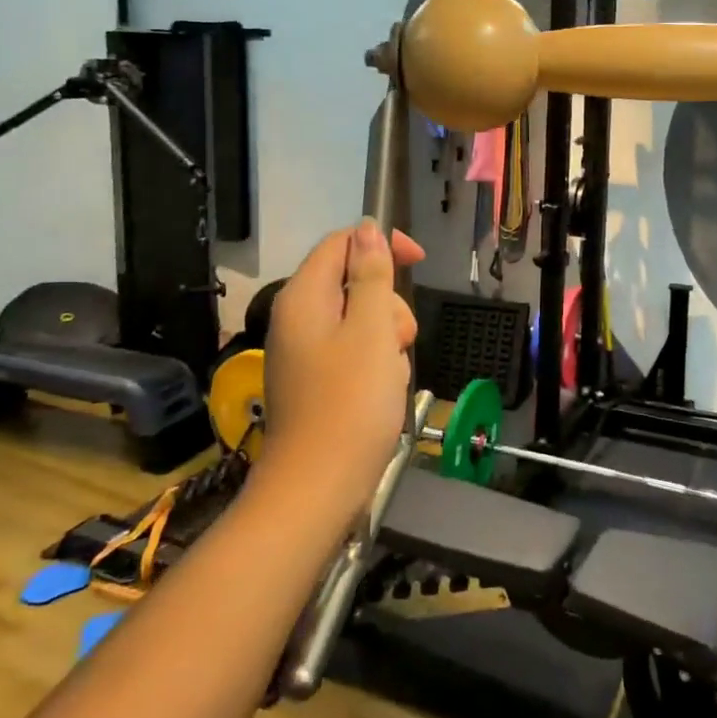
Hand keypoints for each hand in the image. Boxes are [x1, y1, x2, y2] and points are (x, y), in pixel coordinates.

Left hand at [259, 221, 424, 515]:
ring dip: (386, 338)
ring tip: (390, 373)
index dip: (381, 244)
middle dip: (387, 304)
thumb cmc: (350, 403)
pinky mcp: (316, 381)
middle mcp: (298, 318)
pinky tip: (382, 391)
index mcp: (304, 297)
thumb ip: (371, 275)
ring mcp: (305, 352)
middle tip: (398, 339)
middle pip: (354, 283)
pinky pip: (354, 352)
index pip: (342, 243)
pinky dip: (375, 363)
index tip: (418, 262)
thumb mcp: (371, 329)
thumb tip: (366, 228)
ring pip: (360, 320)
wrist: (318, 488)